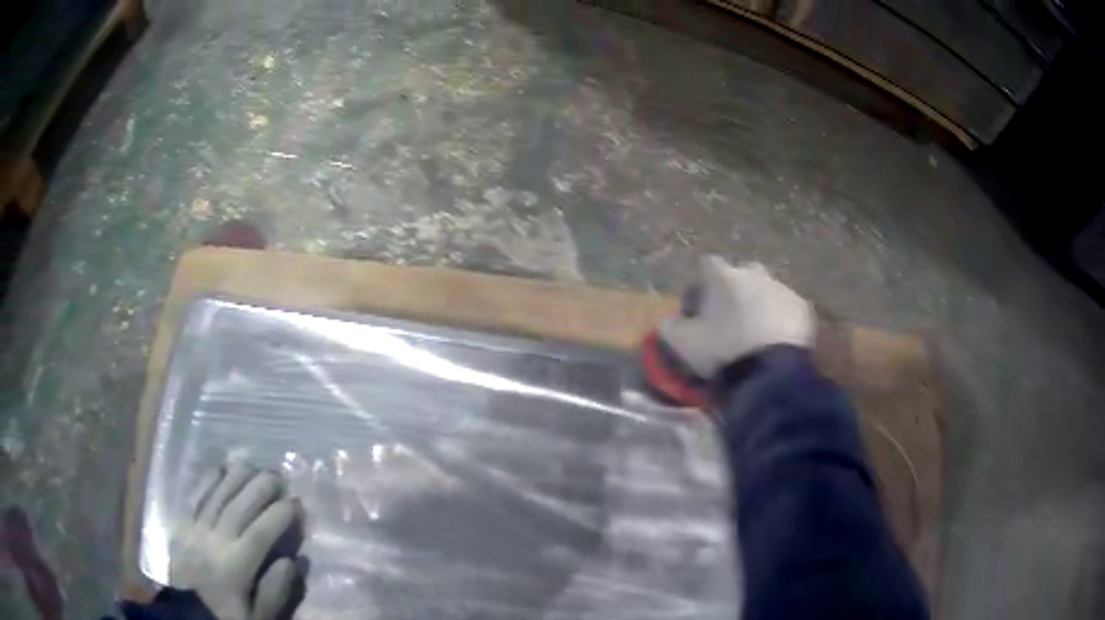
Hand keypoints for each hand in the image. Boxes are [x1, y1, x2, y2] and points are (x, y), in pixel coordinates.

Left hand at [171, 463, 298, 619]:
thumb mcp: (259, 615)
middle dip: (259, 488)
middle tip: (278, 476)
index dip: (279, 516)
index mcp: (235, 566)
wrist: (189, 613)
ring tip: (253, 465)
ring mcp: (196, 529)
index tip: (296, 504)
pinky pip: (195, 496)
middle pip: (238, 507)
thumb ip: (275, 590)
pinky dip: (208, 480)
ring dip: (235, 478)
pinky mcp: (183, 524)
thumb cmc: (228, 614)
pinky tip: (220, 468)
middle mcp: (214, 541)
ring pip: (216, 496)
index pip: (260, 534)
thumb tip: (292, 560)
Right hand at [659, 256, 814, 378]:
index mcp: (723, 275)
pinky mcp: (803, 308)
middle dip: (732, 293)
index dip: (699, 288)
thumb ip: (670, 326)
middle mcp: (754, 273)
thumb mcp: (682, 344)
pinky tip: (775, 343)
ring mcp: (782, 288)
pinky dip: (779, 321)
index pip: (705, 266)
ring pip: (765, 291)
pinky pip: (786, 309)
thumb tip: (672, 319)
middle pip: (739, 276)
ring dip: (758, 307)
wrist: (772, 374)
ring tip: (754, 336)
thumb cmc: (723, 352)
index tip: (697, 312)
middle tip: (728, 322)